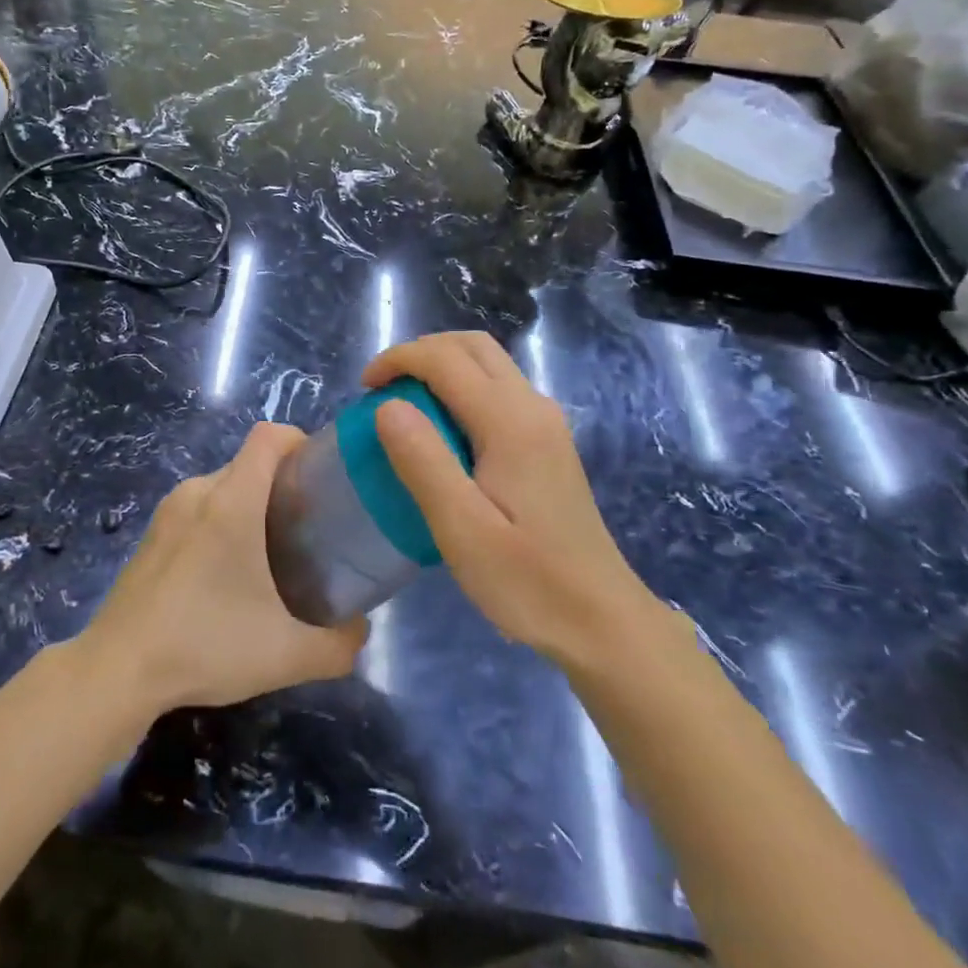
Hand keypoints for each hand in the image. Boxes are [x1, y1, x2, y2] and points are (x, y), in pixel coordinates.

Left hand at [80, 423, 367, 713]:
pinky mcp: (152, 533)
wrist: (117, 670)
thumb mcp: (285, 655)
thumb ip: (338, 645)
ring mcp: (169, 510)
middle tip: (307, 529)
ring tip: (271, 554)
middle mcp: (198, 492)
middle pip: (249, 463)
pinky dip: (221, 522)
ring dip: (251, 505)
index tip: (321, 477)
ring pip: (223, 486)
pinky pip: (198, 508)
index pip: (269, 436)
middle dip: (283, 484)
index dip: (300, 441)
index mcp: (231, 501)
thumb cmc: (204, 645)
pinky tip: (225, 574)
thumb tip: (361, 630)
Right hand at [364, 332, 664, 667]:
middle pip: (472, 346)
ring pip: (488, 363)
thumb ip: (424, 462)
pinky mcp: (548, 441)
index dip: (399, 359)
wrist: (603, 621)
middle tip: (383, 389)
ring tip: (405, 405)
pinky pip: (498, 388)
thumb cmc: (529, 582)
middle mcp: (533, 407)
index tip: (364, 388)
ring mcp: (546, 422)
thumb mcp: (463, 530)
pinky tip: (443, 431)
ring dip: (442, 366)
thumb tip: (387, 405)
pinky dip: (461, 387)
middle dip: (420, 353)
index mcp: (511, 422)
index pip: (446, 359)